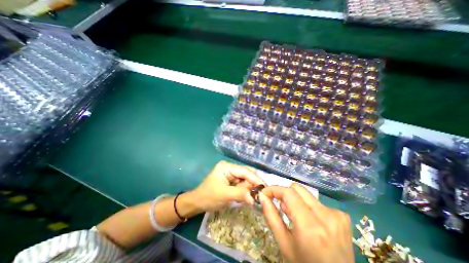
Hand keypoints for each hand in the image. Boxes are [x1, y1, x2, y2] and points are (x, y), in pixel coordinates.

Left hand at [190, 160, 262, 213]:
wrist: (197, 202)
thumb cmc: (208, 197)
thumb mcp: (224, 195)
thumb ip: (240, 194)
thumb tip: (256, 198)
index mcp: (226, 167)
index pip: (244, 171)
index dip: (255, 179)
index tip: (265, 188)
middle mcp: (230, 167)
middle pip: (246, 174)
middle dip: (252, 184)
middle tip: (259, 195)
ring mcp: (230, 173)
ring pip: (245, 179)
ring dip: (249, 188)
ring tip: (251, 197)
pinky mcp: (231, 179)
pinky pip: (242, 183)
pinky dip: (245, 190)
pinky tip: (246, 196)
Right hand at [258, 184, 353, 262]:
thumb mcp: (284, 244)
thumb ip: (271, 216)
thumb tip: (262, 196)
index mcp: (310, 226)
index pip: (288, 193)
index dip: (274, 189)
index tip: (265, 193)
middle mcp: (326, 216)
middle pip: (297, 189)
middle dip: (285, 194)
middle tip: (281, 208)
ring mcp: (337, 215)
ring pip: (306, 194)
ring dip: (296, 200)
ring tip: (295, 216)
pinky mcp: (342, 216)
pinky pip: (317, 202)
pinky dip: (308, 206)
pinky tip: (310, 221)